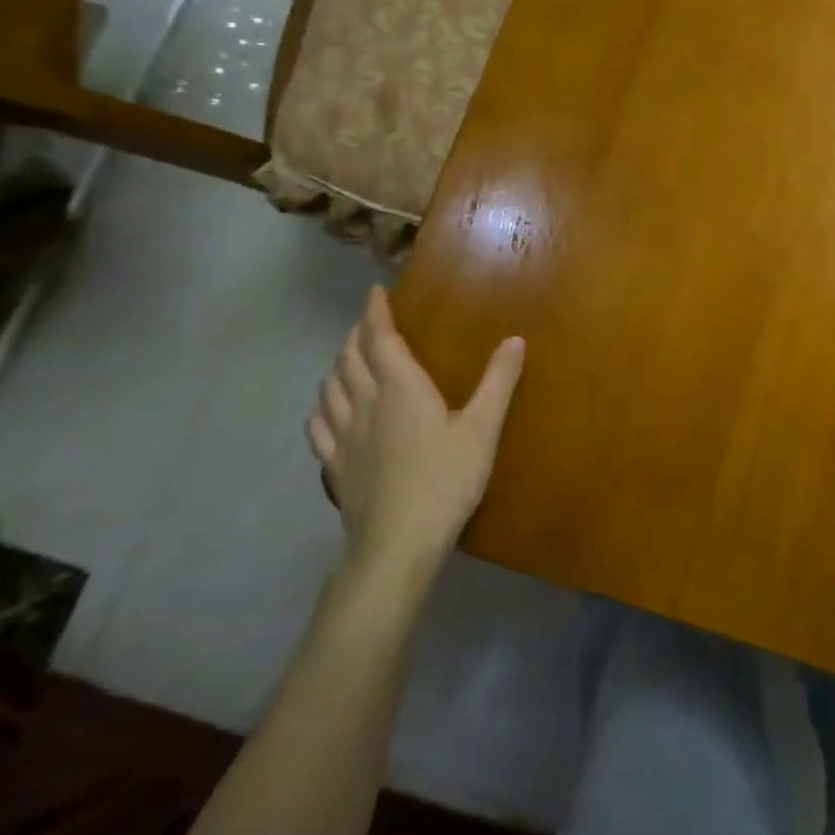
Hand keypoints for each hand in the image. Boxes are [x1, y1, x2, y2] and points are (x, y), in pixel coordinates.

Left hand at [307, 287, 523, 576]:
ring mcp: (345, 436)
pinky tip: (328, 409)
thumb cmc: (446, 479)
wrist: (397, 542)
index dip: (376, 313)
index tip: (374, 293)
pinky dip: (322, 405)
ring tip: (349, 359)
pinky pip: (318, 424)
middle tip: (369, 323)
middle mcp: (366, 403)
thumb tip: (515, 340)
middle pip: (350, 358)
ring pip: (330, 387)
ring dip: (338, 365)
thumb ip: (499, 381)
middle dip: (357, 335)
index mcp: (402, 388)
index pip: (381, 339)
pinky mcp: (335, 465)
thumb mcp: (484, 428)